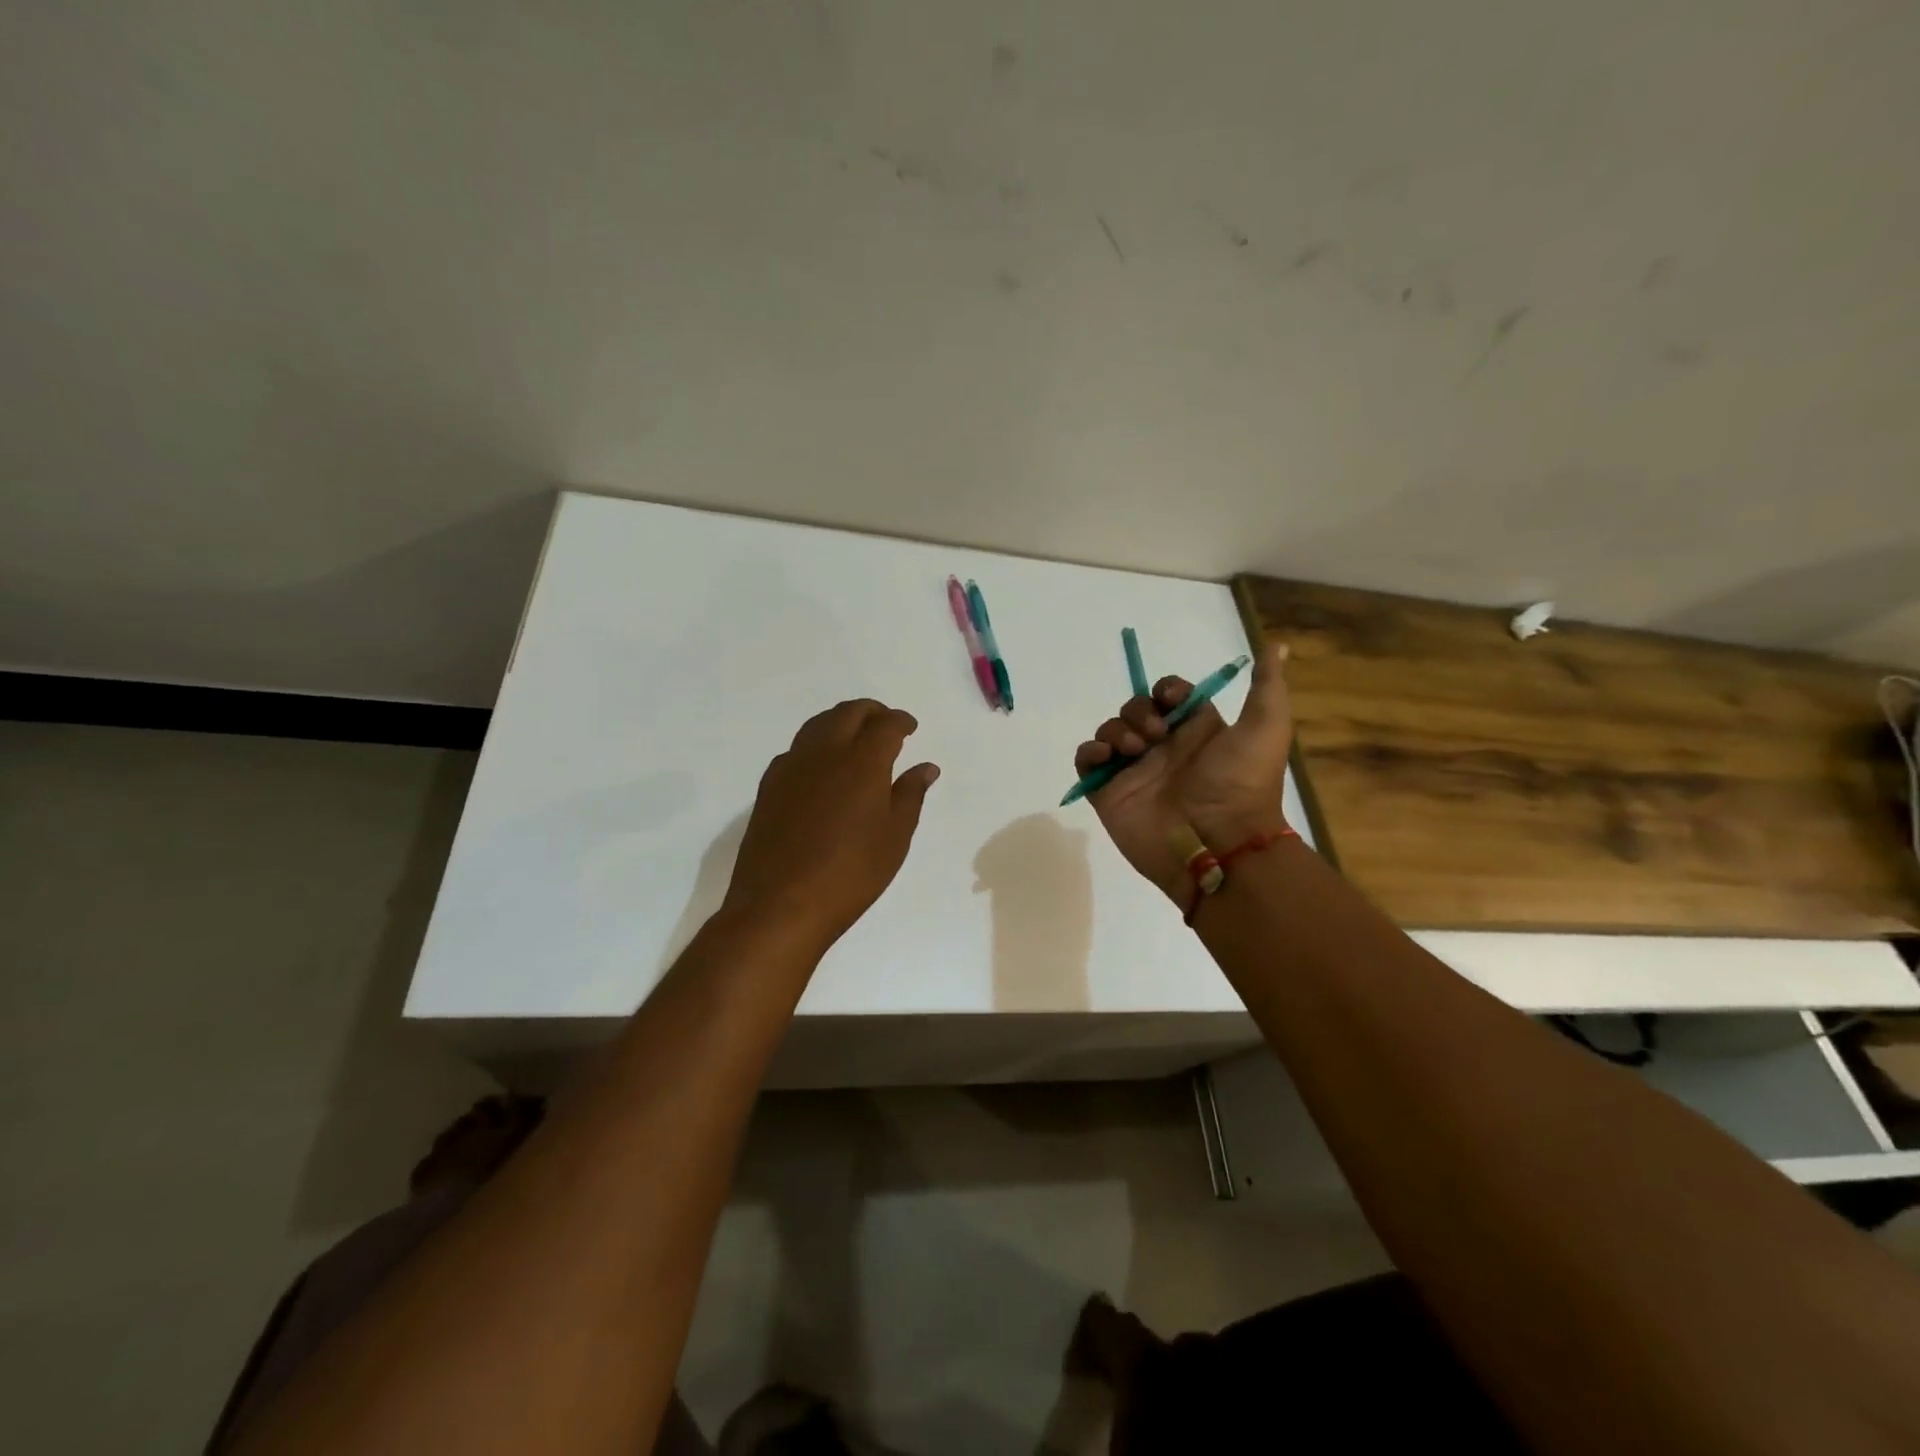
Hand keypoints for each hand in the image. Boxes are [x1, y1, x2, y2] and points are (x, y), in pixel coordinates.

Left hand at [722, 699, 939, 951]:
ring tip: (855, 738)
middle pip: (848, 713)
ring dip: (841, 721)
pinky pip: (797, 748)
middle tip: (886, 724)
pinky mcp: (769, 785)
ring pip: (818, 724)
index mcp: (862, 761)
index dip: (901, 721)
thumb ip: (910, 795)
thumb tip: (926, 766)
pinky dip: (816, 744)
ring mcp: (792, 766)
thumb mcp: (895, 837)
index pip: (885, 725)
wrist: (780, 905)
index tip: (910, 727)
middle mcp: (824, 752)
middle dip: (871, 711)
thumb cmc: (851, 874)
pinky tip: (822, 767)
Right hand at [1072, 644, 1293, 901]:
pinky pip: (1086, 761)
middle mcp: (1163, 750)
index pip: (1169, 696)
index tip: (1170, 700)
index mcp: (1195, 733)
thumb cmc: (1240, 784)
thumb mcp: (1266, 728)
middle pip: (1135, 710)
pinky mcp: (1109, 793)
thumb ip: (1267, 686)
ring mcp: (1134, 772)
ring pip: (1110, 731)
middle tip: (1155, 736)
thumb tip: (1276, 645)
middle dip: (1139, 712)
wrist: (1218, 843)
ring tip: (1133, 752)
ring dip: (1116, 731)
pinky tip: (1106, 758)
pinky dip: (1090, 752)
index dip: (1166, 690)